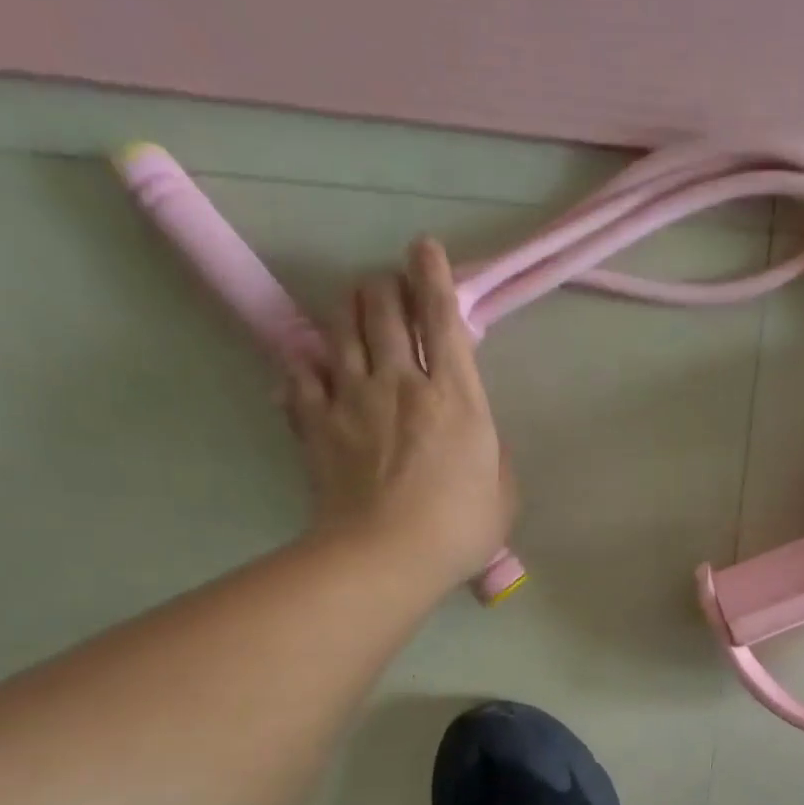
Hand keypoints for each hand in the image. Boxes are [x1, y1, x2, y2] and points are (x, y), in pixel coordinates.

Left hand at [282, 239, 514, 589]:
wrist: (386, 556)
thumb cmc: (460, 529)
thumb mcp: (504, 492)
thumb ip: (493, 453)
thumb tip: (478, 436)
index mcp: (455, 395)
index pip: (442, 317)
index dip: (434, 275)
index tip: (425, 248)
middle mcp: (399, 381)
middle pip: (382, 308)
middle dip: (386, 285)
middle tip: (389, 286)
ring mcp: (350, 398)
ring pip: (339, 328)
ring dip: (347, 309)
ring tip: (352, 306)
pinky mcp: (314, 423)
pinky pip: (299, 375)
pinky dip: (304, 365)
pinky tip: (308, 366)